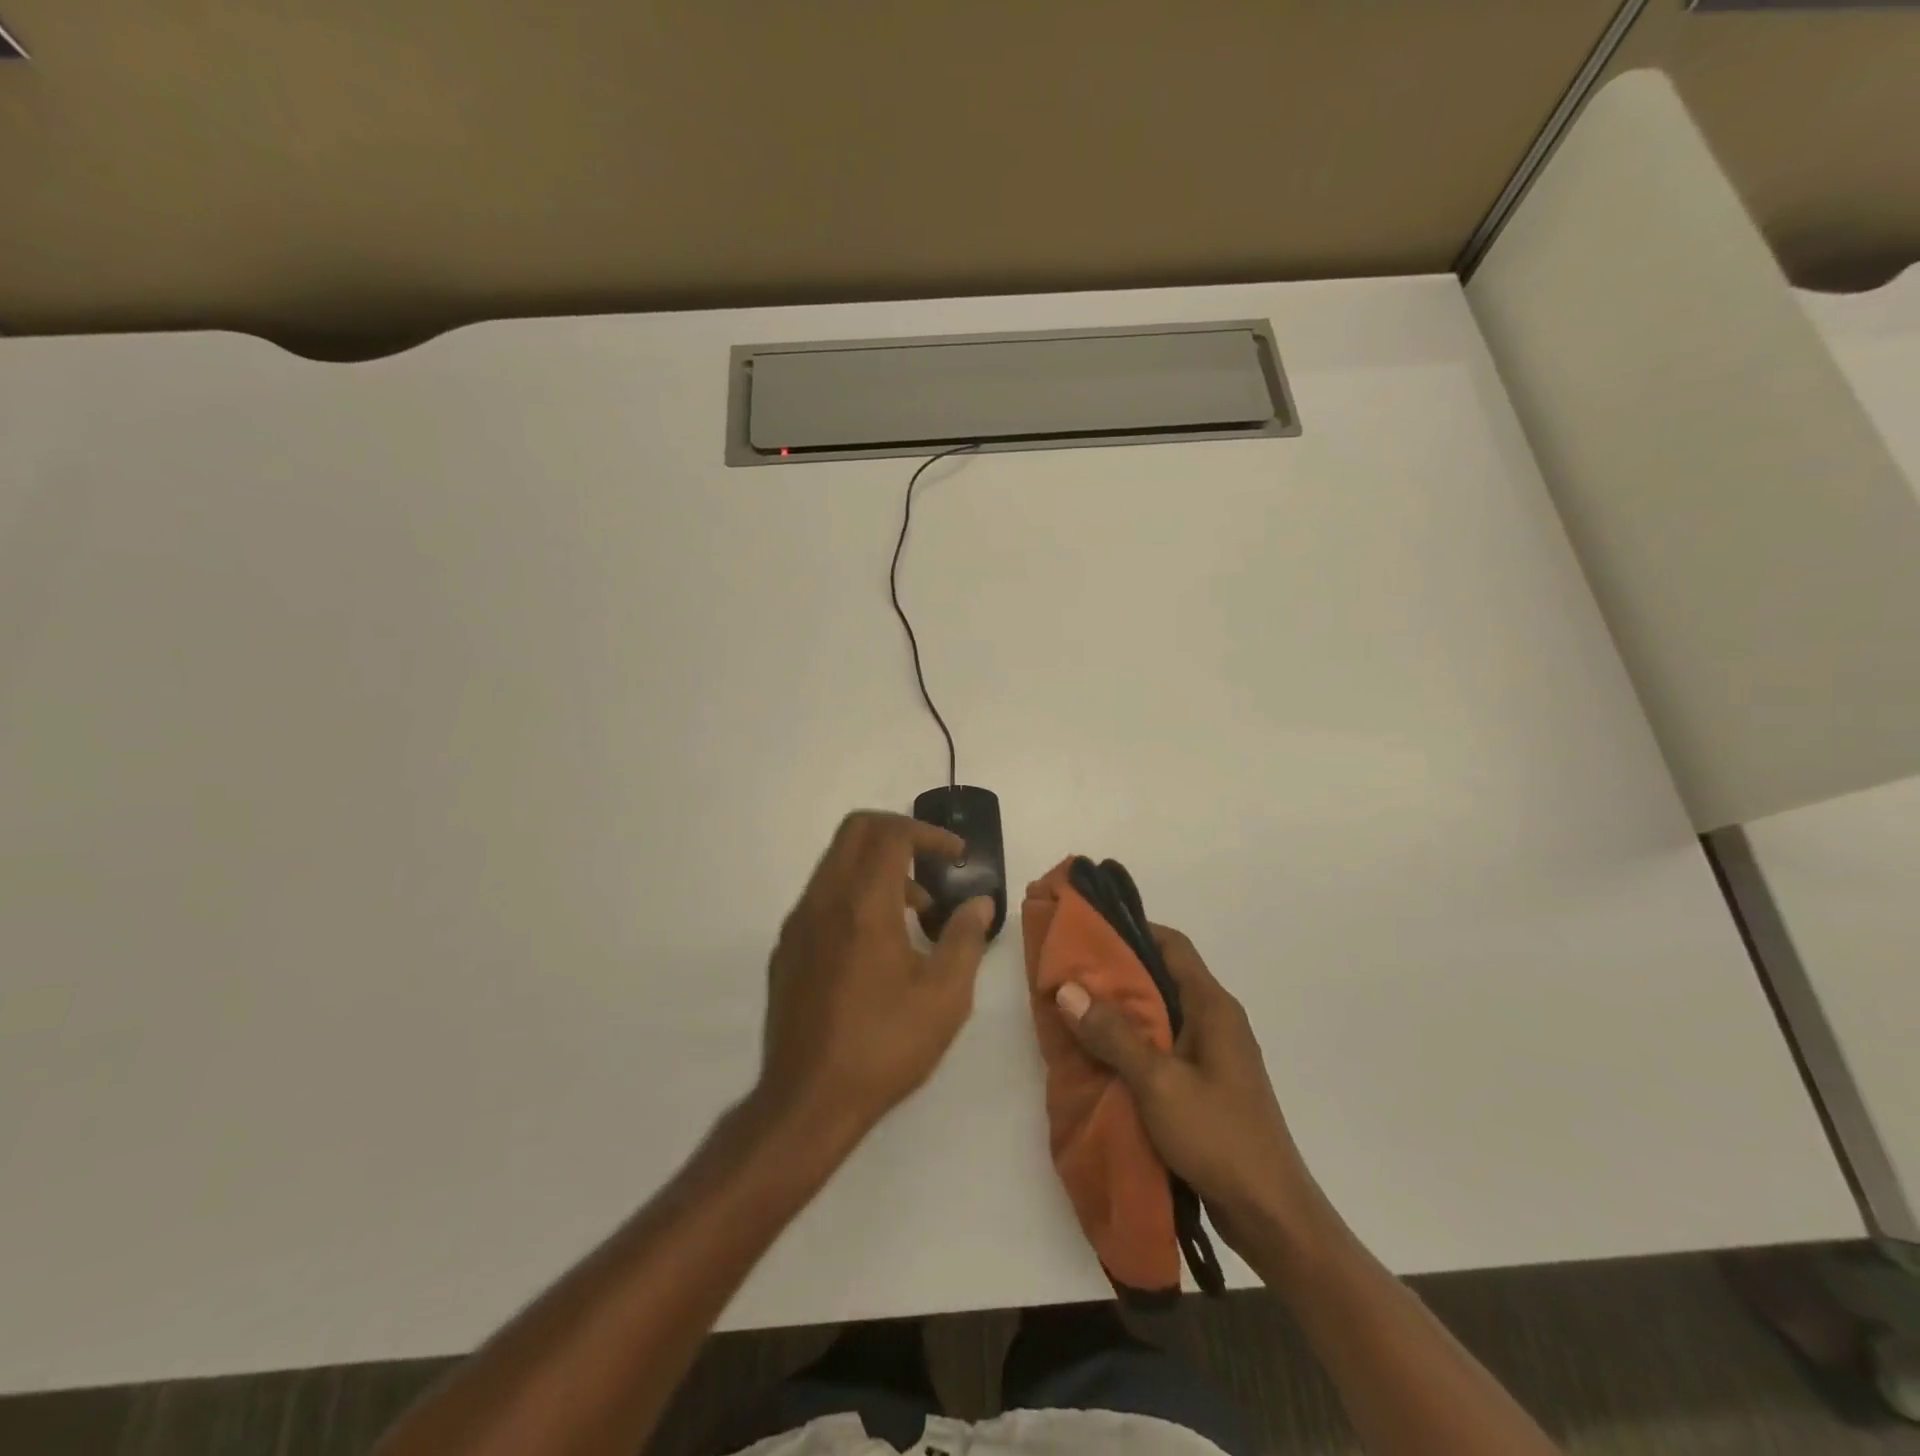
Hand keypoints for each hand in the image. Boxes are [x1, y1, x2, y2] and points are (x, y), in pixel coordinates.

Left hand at [758, 811, 993, 1144]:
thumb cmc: (884, 1047)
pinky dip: (854, 893)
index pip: (891, 834)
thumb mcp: (945, 997)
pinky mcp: (786, 948)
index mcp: (863, 904)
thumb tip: (979, 903)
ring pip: (836, 862)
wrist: (807, 1101)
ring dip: (877, 867)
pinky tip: (877, 943)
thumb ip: (965, 939)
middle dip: (899, 834)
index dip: (929, 833)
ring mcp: (799, 923)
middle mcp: (824, 900)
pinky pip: (822, 895)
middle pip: (856, 831)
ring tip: (915, 913)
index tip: (958, 855)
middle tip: (933, 864)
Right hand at [1054, 925, 1319, 1254]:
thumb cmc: (1218, 1137)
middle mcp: (1216, 1021)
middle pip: (1162, 978)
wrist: (1271, 1217)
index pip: (1172, 945)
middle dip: (1117, 974)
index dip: (1132, 930)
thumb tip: (1068, 988)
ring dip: (1121, 1013)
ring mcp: (1212, 1055)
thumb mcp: (1158, 1082)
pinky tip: (1101, 1058)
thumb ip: (1113, 1034)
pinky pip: (1163, 1049)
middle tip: (1070, 974)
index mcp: (1213, 1006)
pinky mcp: (1206, 1086)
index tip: (1089, 933)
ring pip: (1160, 1016)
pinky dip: (1132, 1045)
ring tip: (1075, 1012)